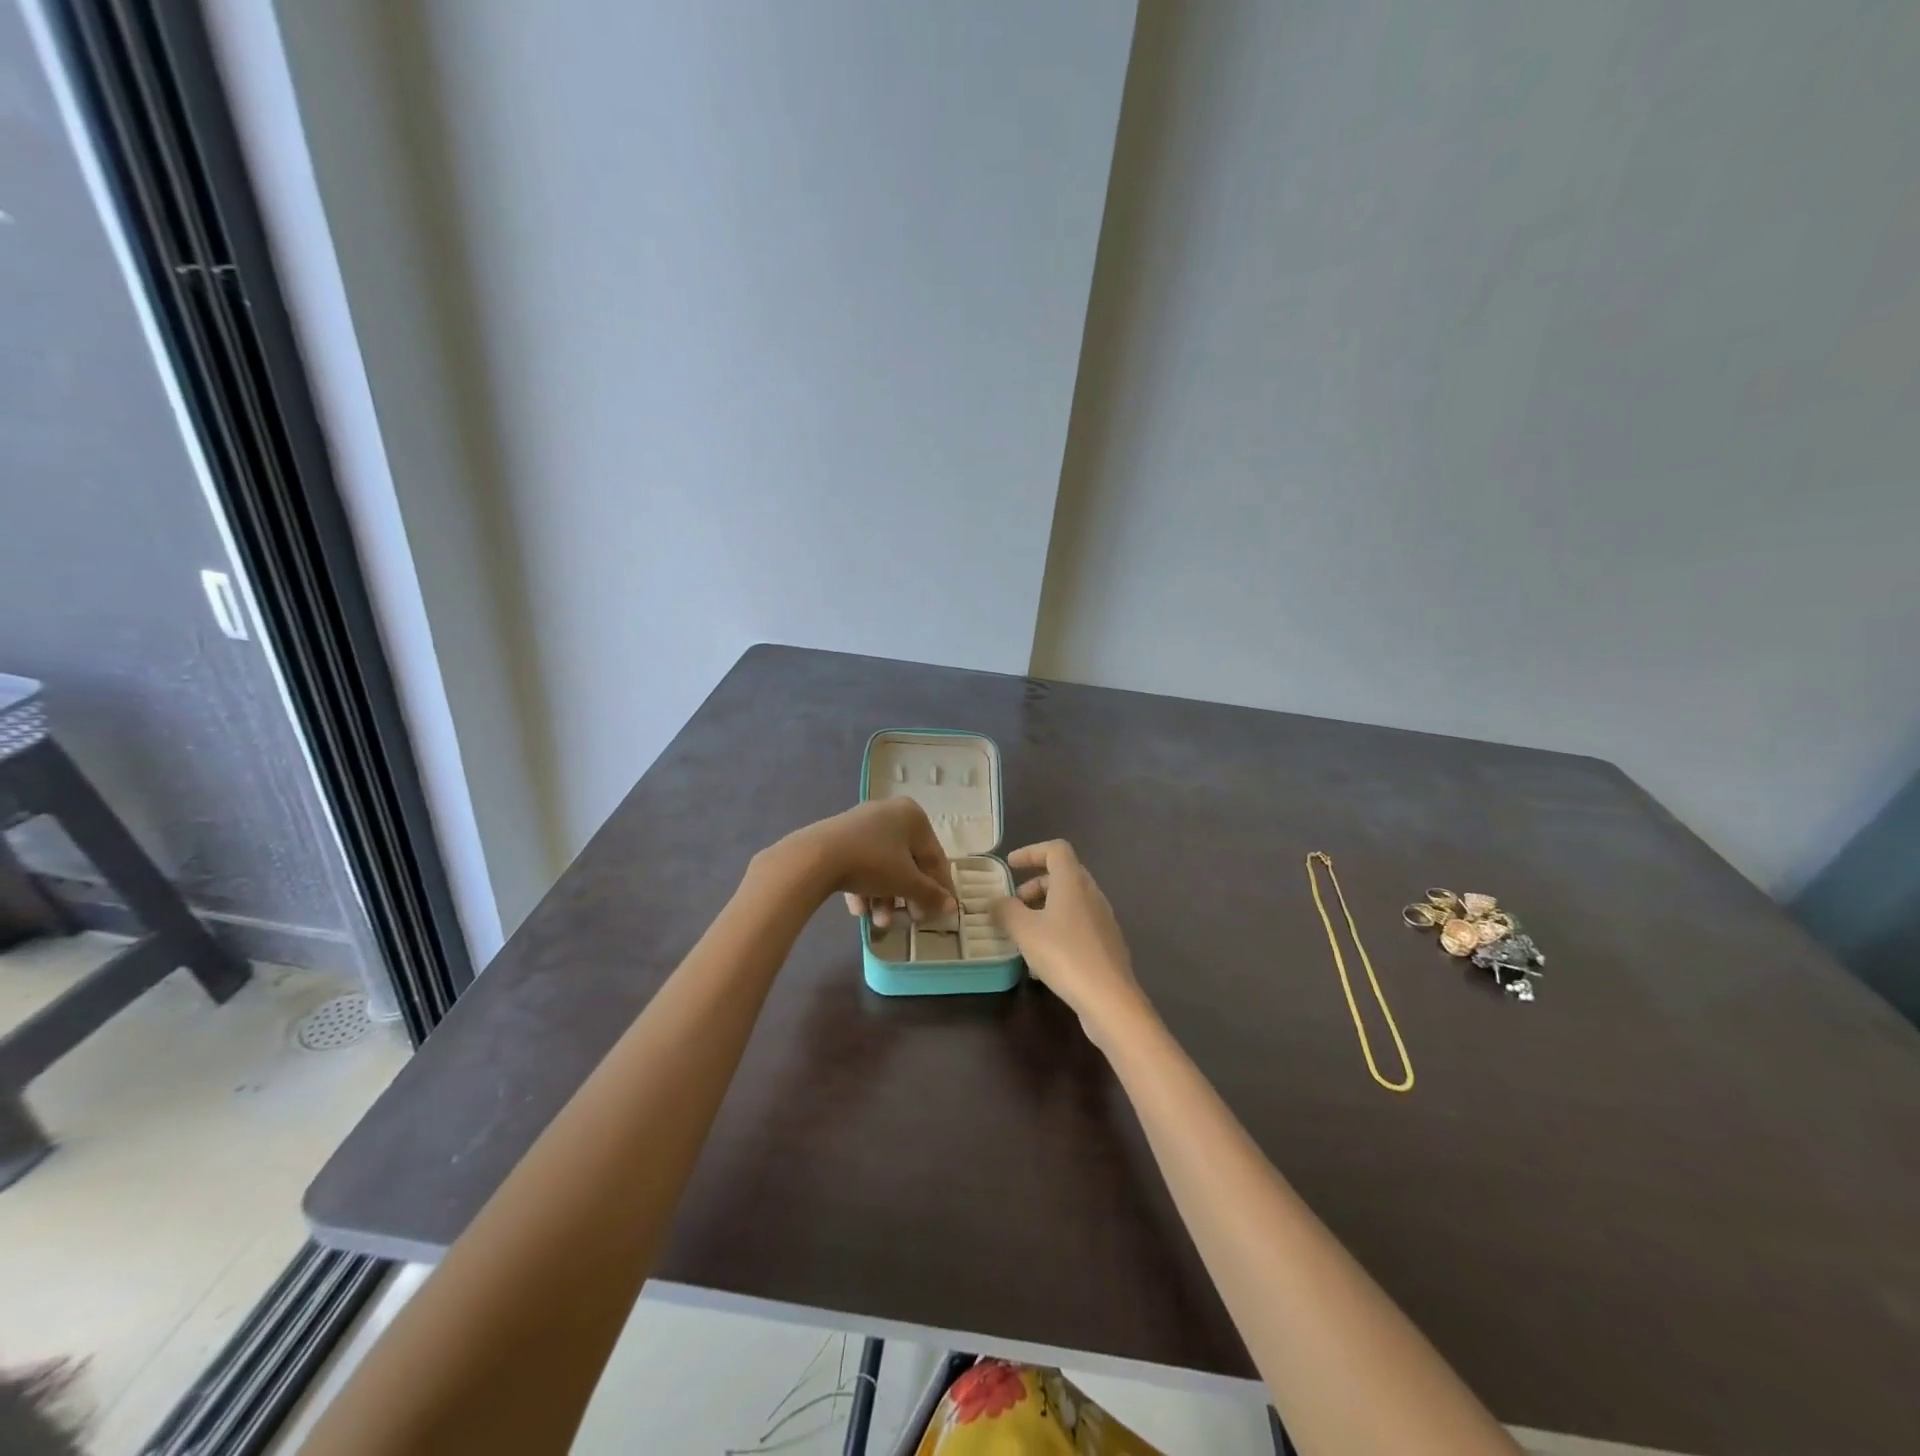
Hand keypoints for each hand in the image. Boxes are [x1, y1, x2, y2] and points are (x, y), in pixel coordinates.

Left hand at [781, 798, 953, 923]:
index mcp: (913, 816)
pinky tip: (858, 910)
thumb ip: (930, 894)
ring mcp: (862, 824)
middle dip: (906, 897)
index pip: (934, 857)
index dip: (939, 888)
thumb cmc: (873, 863)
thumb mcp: (906, 882)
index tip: (940, 913)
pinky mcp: (839, 837)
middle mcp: (890, 814)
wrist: (816, 856)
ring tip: (878, 922)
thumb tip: (951, 907)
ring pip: (883, 866)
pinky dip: (864, 887)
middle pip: (907, 863)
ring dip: (884, 897)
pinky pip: (861, 863)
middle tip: (908, 920)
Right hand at [992, 840, 1147, 1038]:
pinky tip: (1043, 956)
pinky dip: (1058, 928)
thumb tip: (995, 901)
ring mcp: (1103, 919)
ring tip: (1024, 932)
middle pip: (1063, 875)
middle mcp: (1092, 894)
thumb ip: (1005, 910)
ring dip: (1045, 908)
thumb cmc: (1064, 955)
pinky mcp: (1107, 944)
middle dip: (1035, 884)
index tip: (1010, 866)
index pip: (1056, 849)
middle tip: (1014, 903)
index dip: (1031, 851)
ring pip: (1071, 901)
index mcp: (1073, 882)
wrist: (1109, 999)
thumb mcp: (1024, 931)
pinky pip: (1078, 924)